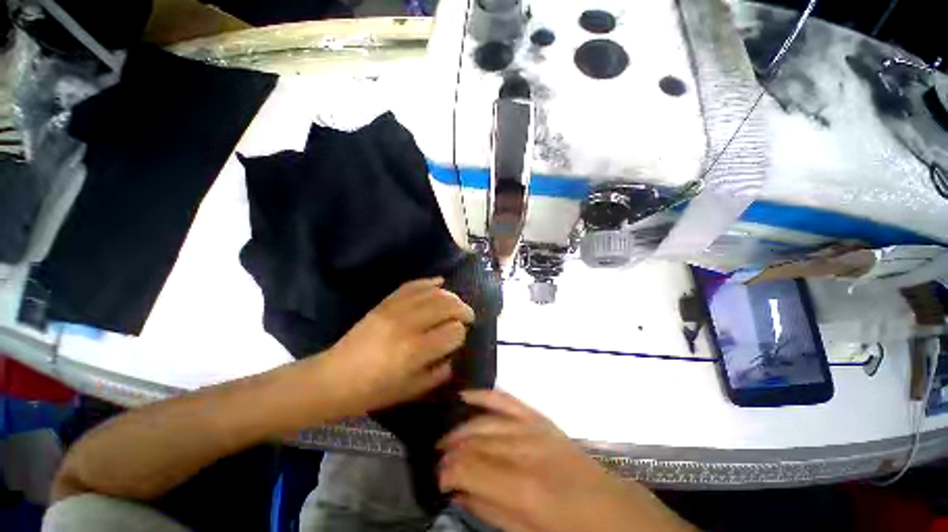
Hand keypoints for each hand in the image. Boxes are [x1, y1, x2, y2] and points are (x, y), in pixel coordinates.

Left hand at [320, 277, 474, 414]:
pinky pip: (411, 285)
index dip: (461, 333)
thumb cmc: (374, 391)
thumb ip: (439, 372)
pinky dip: (428, 282)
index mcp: (415, 351)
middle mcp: (408, 325)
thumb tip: (454, 353)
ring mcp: (395, 309)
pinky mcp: (385, 303)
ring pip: (433, 293)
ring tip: (456, 303)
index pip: (453, 331)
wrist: (334, 378)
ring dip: (450, 296)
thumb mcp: (412, 390)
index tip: (460, 338)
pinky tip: (440, 282)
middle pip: (446, 306)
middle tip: (468, 316)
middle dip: (463, 310)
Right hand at [438, 391, 695, 531]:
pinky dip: (485, 395)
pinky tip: (466, 395)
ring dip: (461, 428)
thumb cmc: (572, 531)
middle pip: (476, 441)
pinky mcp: (540, 418)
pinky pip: (507, 400)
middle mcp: (526, 449)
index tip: (437, 478)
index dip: (448, 470)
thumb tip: (459, 489)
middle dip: (451, 451)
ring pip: (486, 420)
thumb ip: (491, 510)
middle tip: (437, 460)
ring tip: (446, 439)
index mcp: (525, 487)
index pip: (471, 467)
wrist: (613, 510)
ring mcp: (534, 428)